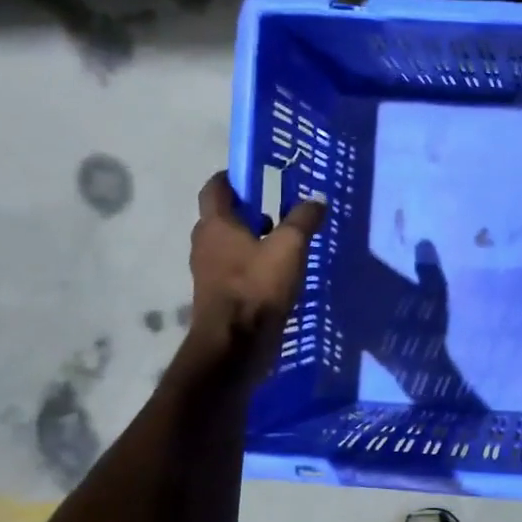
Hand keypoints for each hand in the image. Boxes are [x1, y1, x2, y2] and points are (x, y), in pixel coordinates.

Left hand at [185, 171, 326, 383]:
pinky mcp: (218, 295)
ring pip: (230, 245)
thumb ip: (303, 220)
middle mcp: (205, 243)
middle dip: (248, 211)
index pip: (215, 187)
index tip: (256, 176)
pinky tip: (278, 273)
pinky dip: (252, 264)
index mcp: (215, 224)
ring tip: (284, 243)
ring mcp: (208, 271)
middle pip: (223, 217)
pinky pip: (235, 269)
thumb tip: (316, 201)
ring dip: (252, 240)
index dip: (233, 178)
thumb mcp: (289, 248)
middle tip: (279, 210)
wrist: (235, 345)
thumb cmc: (257, 288)